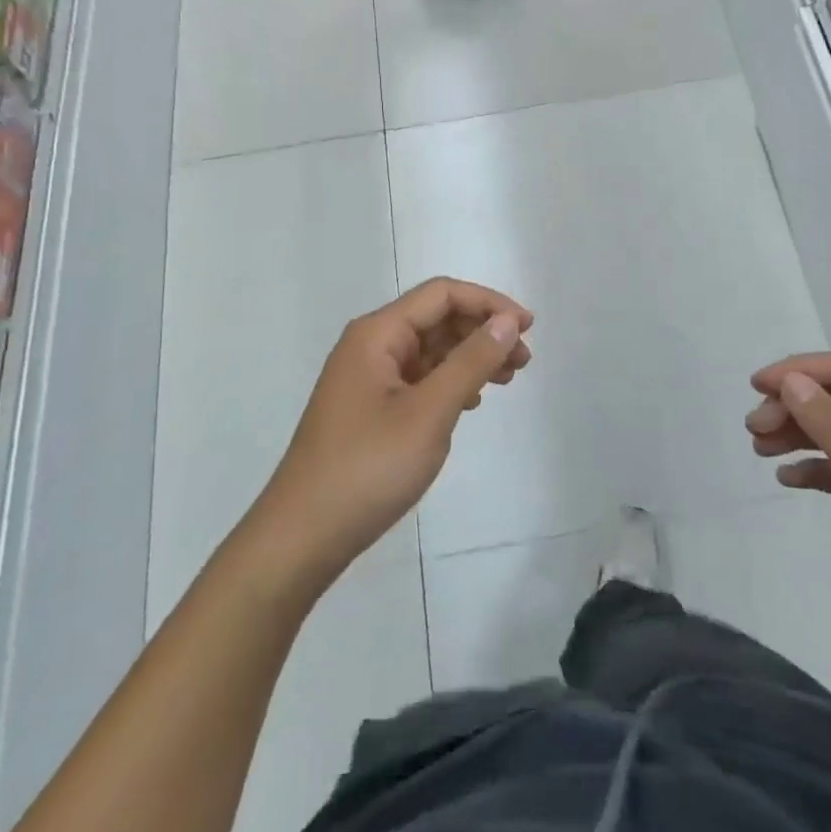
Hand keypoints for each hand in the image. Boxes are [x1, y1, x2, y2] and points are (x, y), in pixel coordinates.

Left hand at [253, 278, 532, 590]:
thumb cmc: (369, 467)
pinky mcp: (369, 409)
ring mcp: (367, 379)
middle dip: (483, 331)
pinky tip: (471, 403)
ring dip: (470, 358)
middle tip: (524, 361)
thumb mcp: (430, 412)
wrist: (303, 536)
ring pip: (430, 350)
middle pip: (436, 319)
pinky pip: (418, 379)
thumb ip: (471, 361)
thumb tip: (507, 320)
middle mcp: (370, 346)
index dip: (488, 303)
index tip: (528, 328)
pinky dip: (450, 382)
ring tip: (507, 380)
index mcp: (377, 334)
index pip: (442, 295)